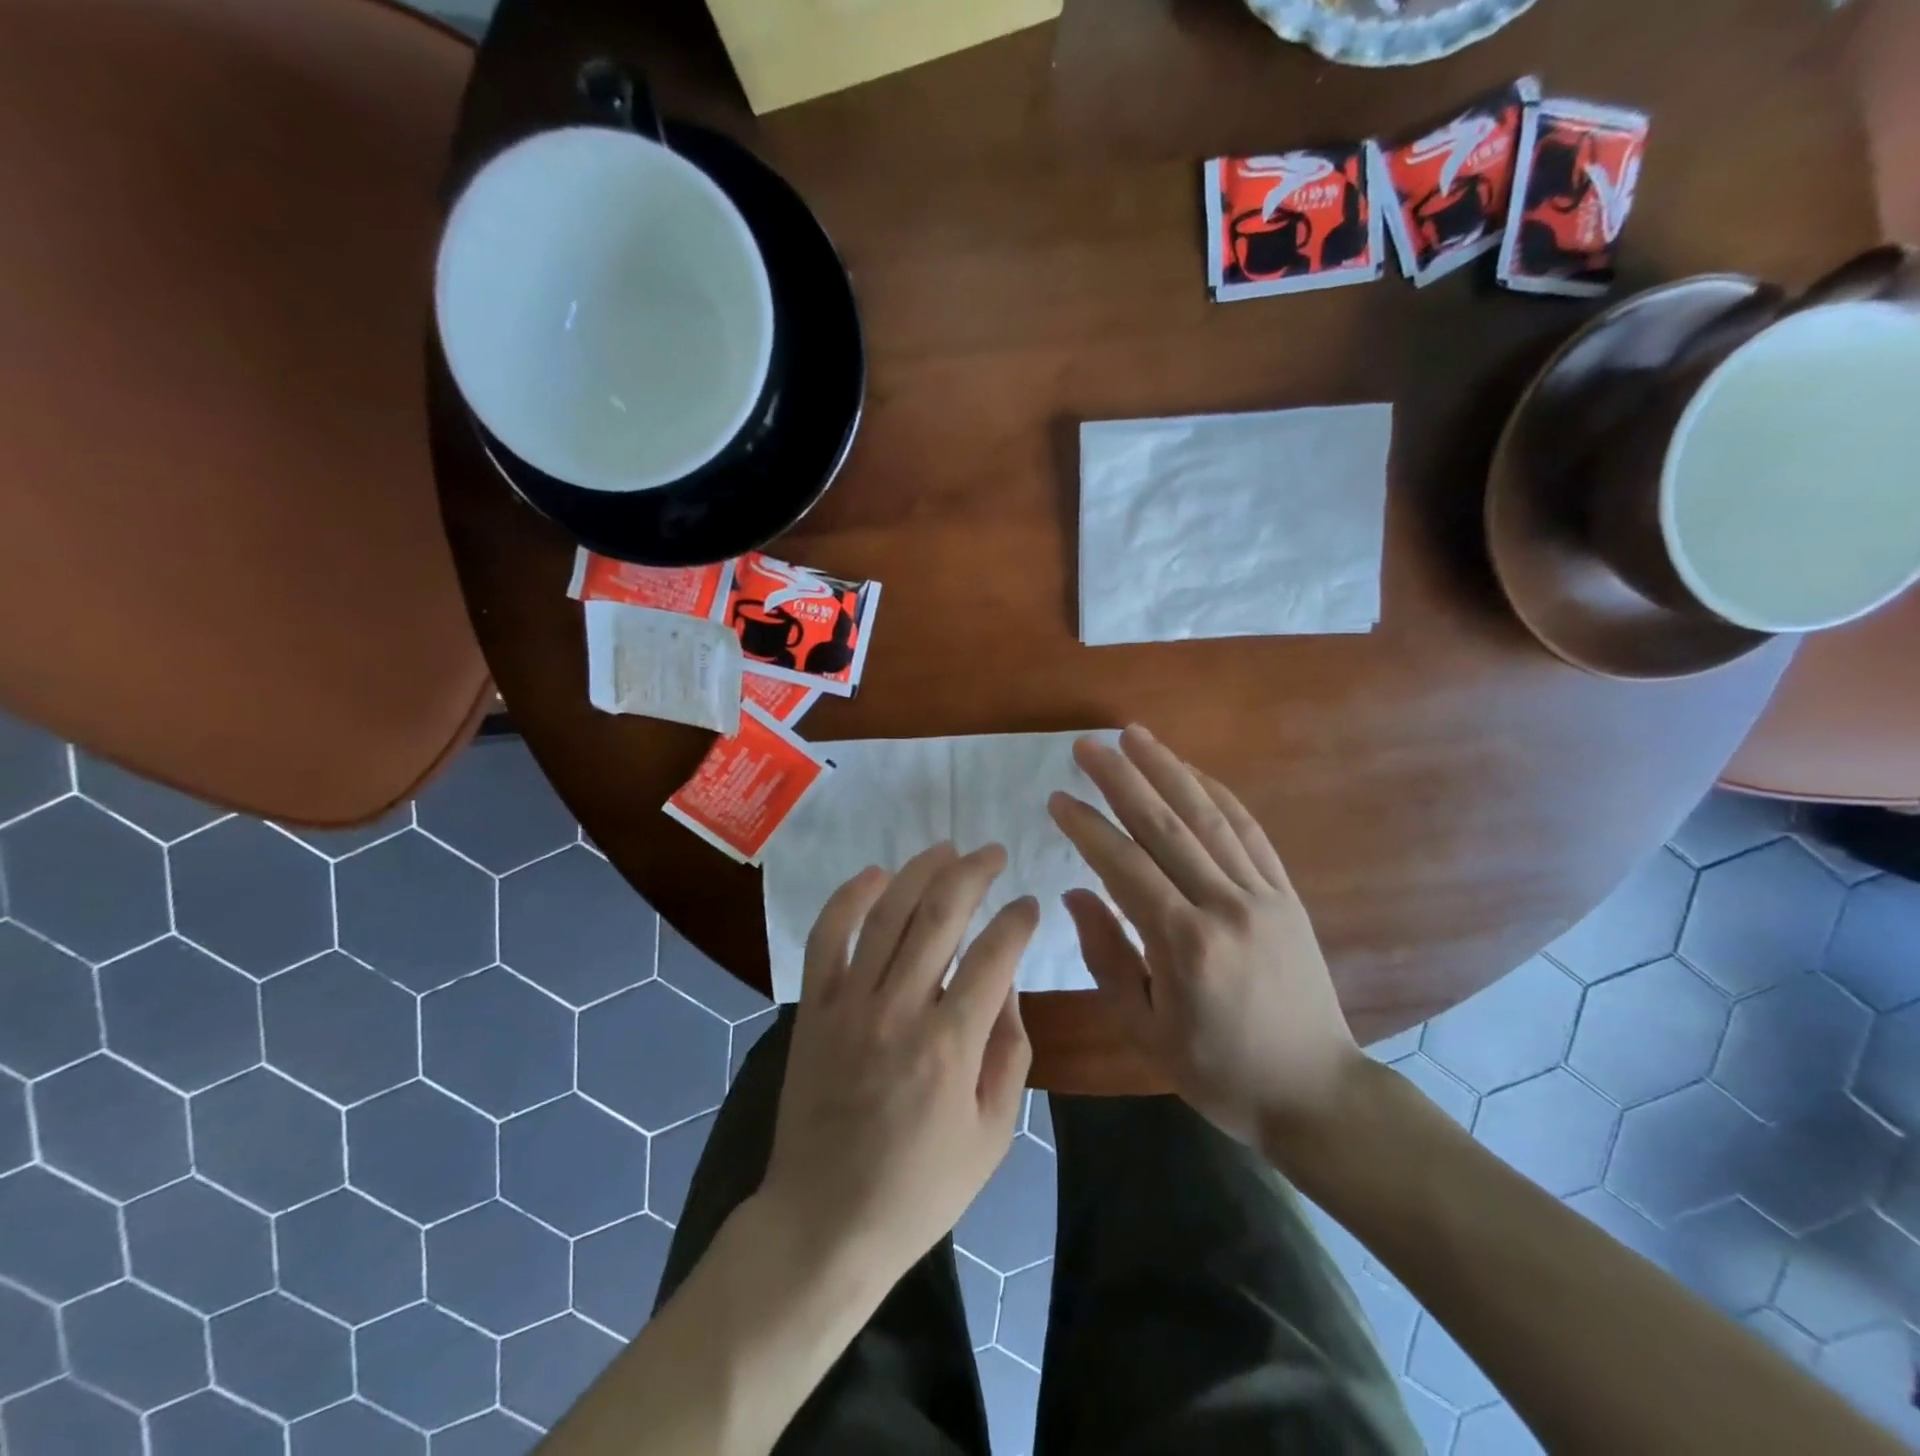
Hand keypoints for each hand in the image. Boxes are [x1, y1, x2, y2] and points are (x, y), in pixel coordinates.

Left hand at [760, 844, 1035, 1281]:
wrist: (825, 1221)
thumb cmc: (921, 1187)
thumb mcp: (993, 1134)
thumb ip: (1009, 1050)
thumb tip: (1005, 980)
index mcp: (950, 1045)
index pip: (994, 955)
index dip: (1017, 920)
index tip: (1029, 905)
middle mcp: (898, 1010)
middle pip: (940, 914)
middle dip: (974, 872)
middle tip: (993, 854)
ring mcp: (848, 1004)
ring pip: (886, 913)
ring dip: (919, 871)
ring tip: (946, 849)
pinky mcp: (813, 1008)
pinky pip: (826, 937)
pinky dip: (847, 898)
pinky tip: (874, 875)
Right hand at [1048, 725, 1362, 1147]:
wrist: (1316, 1092)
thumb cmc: (1218, 1070)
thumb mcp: (1144, 1029)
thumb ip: (1106, 956)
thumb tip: (1074, 893)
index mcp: (1184, 944)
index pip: (1123, 866)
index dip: (1086, 827)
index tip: (1056, 798)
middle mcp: (1225, 906)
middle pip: (1165, 826)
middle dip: (1121, 779)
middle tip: (1086, 745)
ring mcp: (1262, 894)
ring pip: (1208, 817)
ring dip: (1167, 770)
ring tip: (1134, 736)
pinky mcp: (1286, 893)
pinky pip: (1248, 832)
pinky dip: (1217, 795)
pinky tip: (1191, 772)